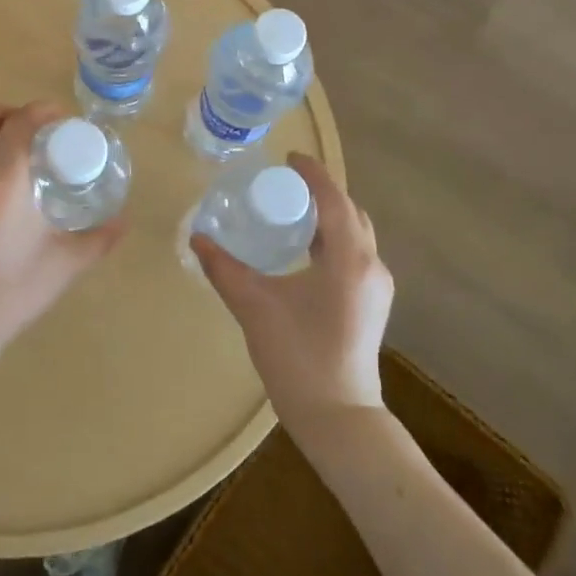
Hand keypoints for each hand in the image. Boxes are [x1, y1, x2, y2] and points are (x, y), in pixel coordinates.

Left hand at [0, 101, 124, 364]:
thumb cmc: (10, 293)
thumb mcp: (63, 266)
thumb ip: (98, 240)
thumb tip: (124, 221)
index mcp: (2, 184)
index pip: (19, 123)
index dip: (43, 111)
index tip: (67, 122)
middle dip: (14, 112)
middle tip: (43, 133)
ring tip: (31, 160)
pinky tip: (12, 191)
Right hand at [190, 154, 392, 426]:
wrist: (338, 417)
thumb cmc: (298, 357)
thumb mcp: (254, 307)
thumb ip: (224, 268)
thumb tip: (197, 238)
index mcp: (349, 259)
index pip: (334, 199)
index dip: (313, 173)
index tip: (288, 158)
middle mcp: (372, 266)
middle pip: (350, 212)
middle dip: (321, 192)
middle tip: (284, 185)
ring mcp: (377, 287)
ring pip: (356, 234)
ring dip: (329, 215)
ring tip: (291, 211)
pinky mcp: (372, 304)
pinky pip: (356, 254)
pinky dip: (334, 239)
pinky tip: (305, 250)